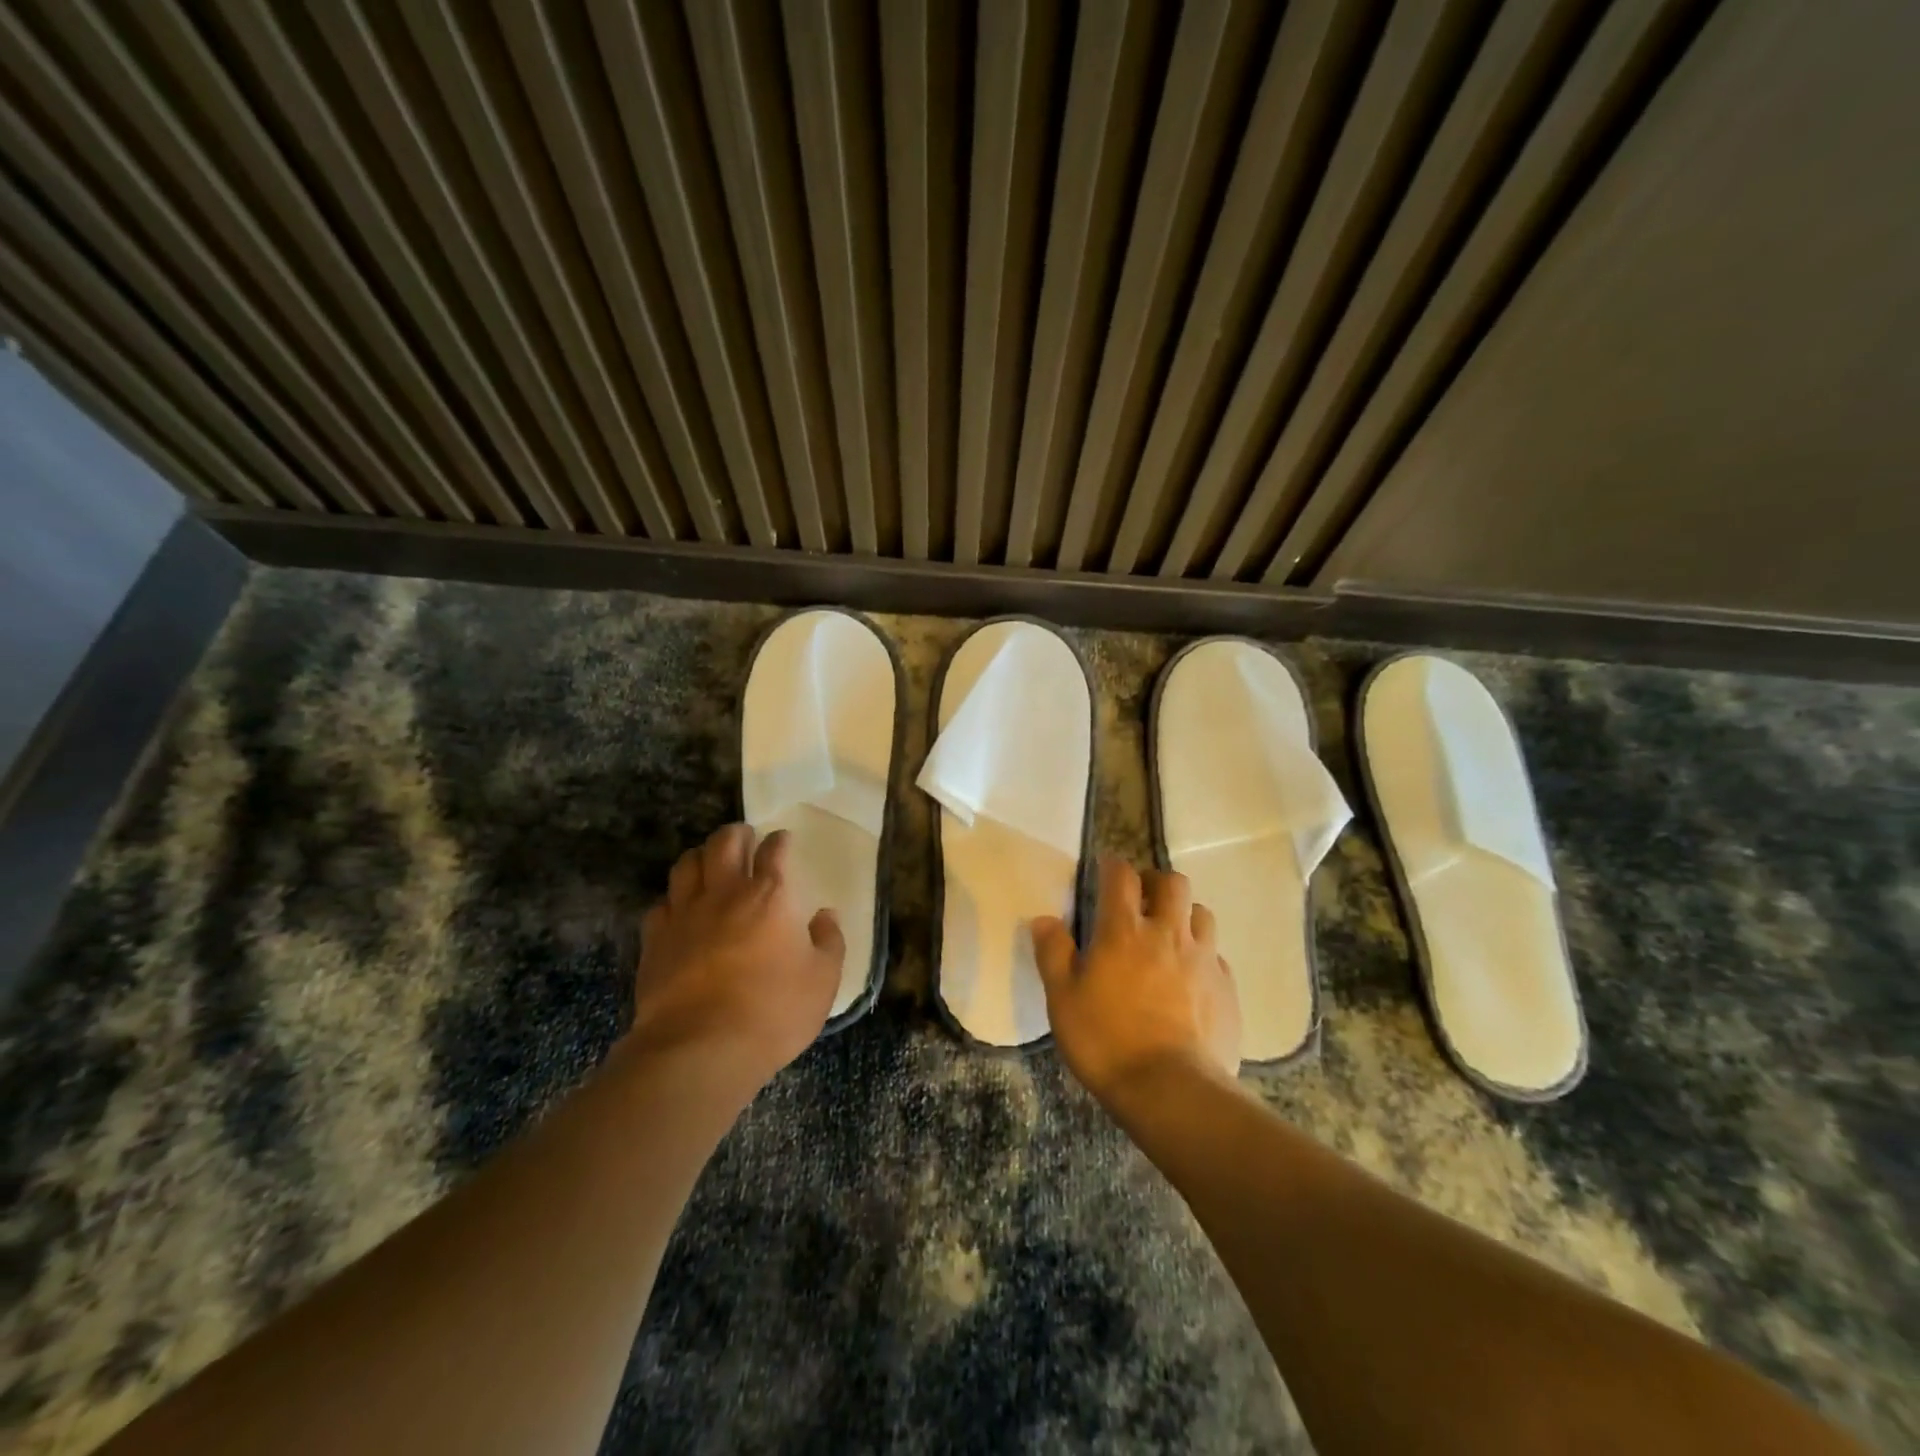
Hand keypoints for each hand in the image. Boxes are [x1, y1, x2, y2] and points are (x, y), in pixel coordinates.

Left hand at [628, 824, 844, 1089]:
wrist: (701, 1049)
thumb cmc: (773, 1012)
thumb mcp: (823, 980)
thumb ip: (829, 941)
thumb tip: (825, 915)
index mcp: (771, 896)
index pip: (775, 850)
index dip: (780, 841)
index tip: (783, 841)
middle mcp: (726, 893)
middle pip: (724, 843)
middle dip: (736, 834)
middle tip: (744, 839)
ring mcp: (685, 914)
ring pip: (686, 864)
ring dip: (701, 856)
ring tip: (709, 864)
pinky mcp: (656, 940)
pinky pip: (661, 903)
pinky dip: (673, 899)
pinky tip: (680, 910)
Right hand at [1033, 857, 1240, 1105]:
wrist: (1171, 1090)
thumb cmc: (1106, 1041)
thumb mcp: (1063, 1000)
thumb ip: (1053, 954)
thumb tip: (1044, 919)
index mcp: (1123, 931)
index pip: (1121, 876)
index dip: (1112, 865)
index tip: (1105, 868)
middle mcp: (1167, 933)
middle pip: (1172, 882)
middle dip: (1155, 881)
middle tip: (1141, 899)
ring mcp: (1203, 959)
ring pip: (1201, 913)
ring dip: (1183, 914)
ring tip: (1169, 935)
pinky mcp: (1226, 988)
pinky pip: (1216, 955)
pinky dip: (1202, 955)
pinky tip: (1191, 978)